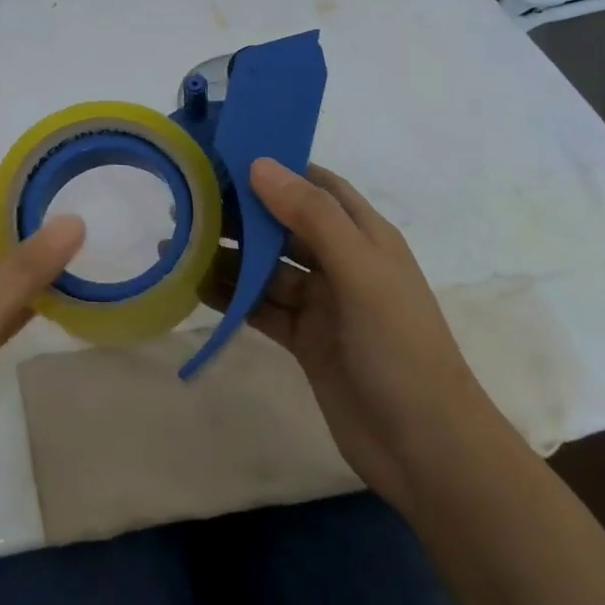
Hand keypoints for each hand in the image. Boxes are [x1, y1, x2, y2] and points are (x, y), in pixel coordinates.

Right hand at [205, 158, 495, 504]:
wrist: (425, 448)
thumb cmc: (399, 347)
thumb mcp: (360, 272)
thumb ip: (312, 217)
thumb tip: (260, 164)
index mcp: (365, 237)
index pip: (318, 187)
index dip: (278, 168)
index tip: (227, 156)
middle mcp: (342, 263)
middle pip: (285, 226)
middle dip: (242, 213)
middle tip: (188, 201)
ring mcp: (322, 304)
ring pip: (267, 268)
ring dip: (229, 256)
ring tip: (180, 243)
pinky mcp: (305, 340)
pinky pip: (261, 307)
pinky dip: (232, 297)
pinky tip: (196, 287)